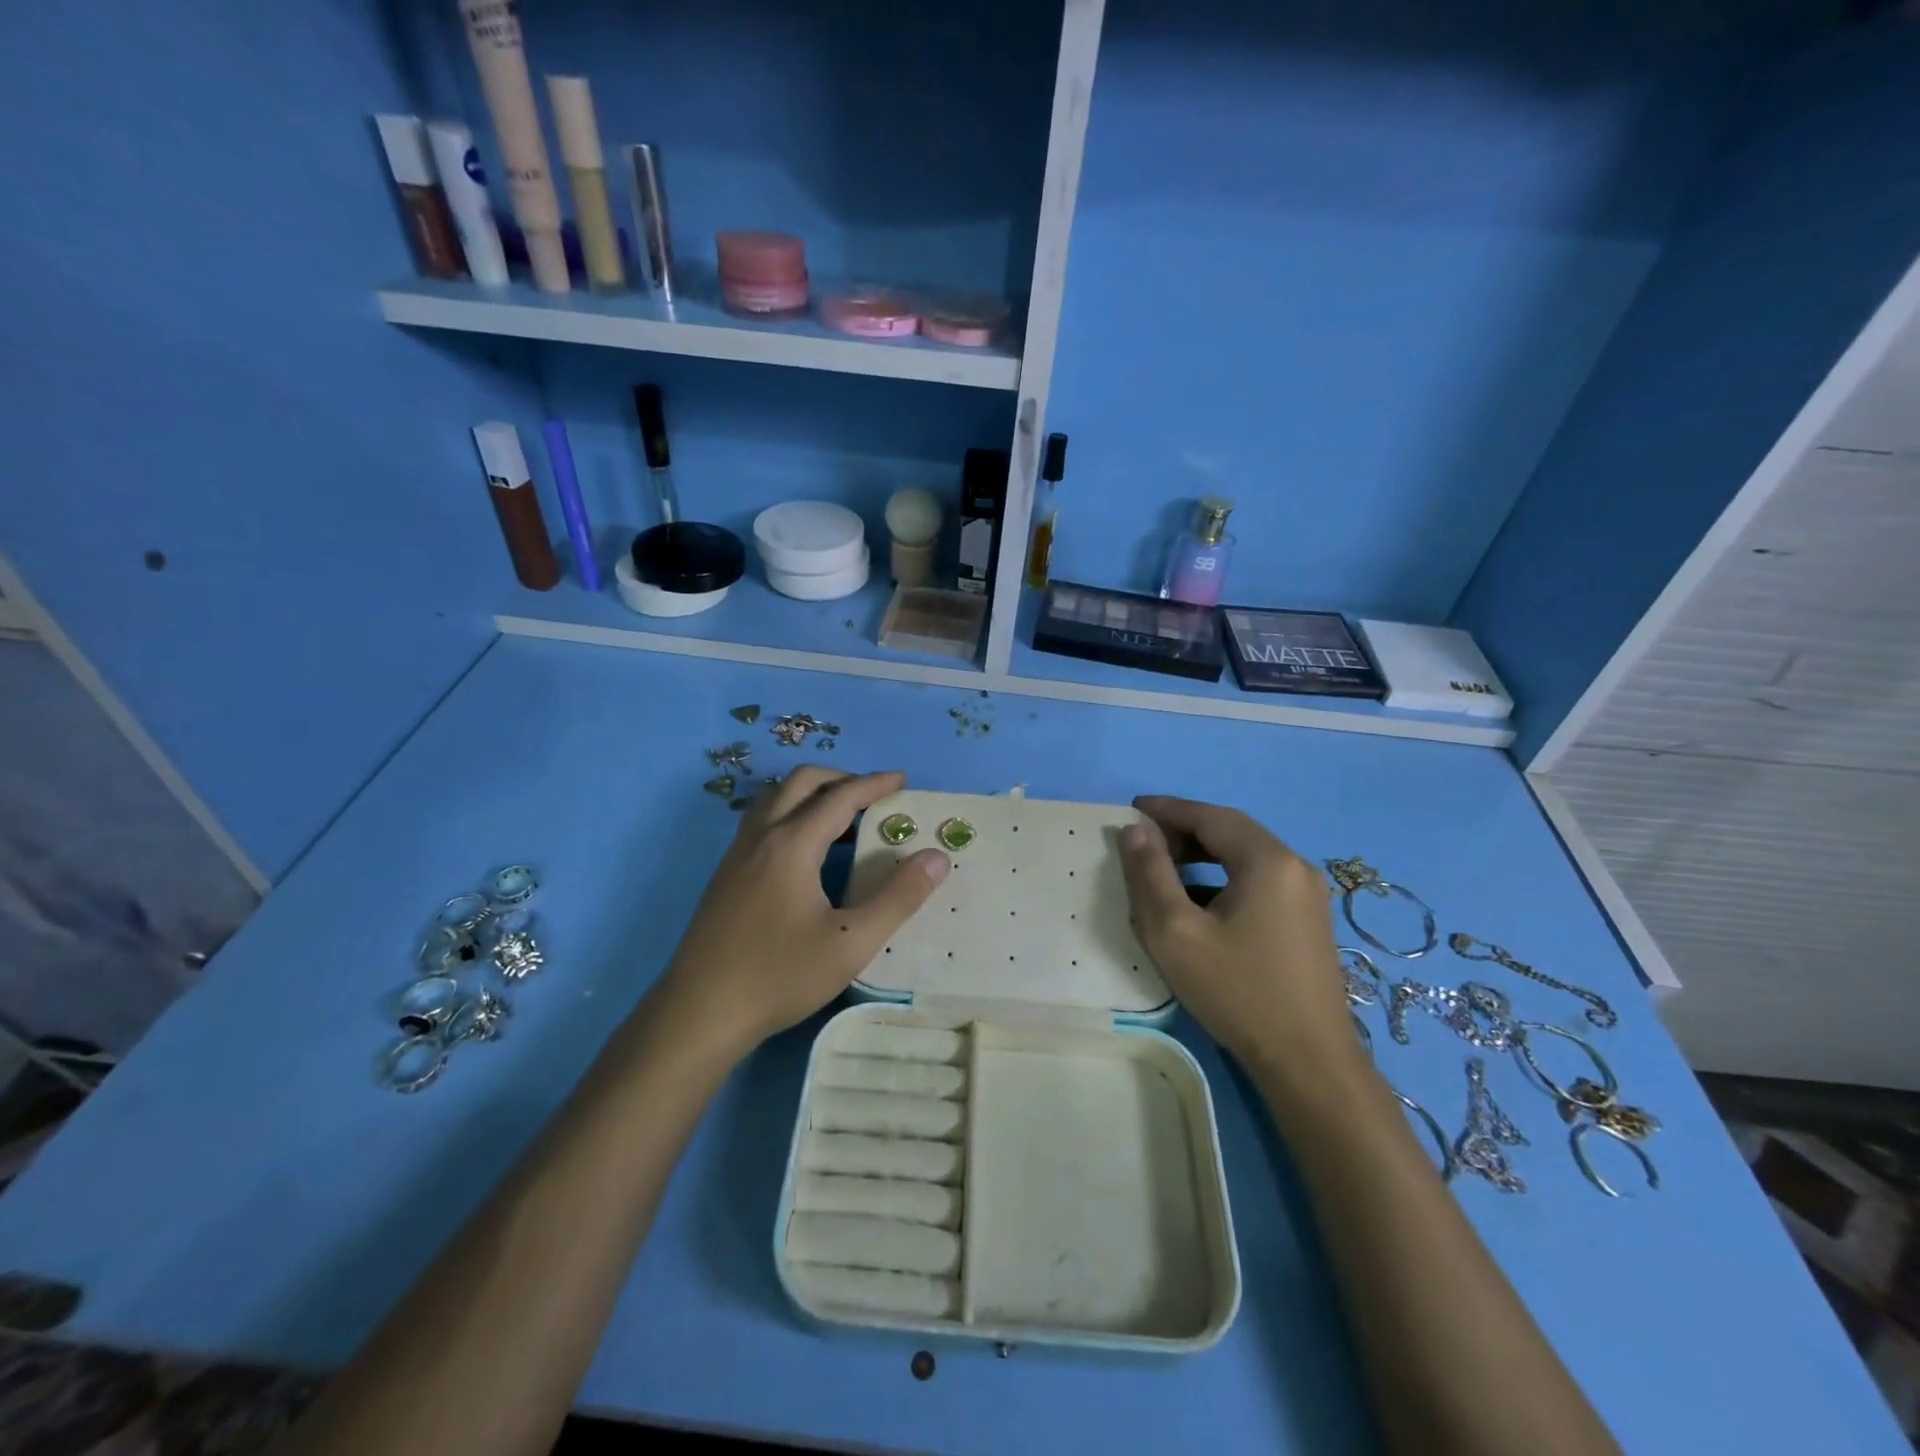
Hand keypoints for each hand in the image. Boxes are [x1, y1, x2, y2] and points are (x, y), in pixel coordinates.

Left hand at [657, 768, 949, 1056]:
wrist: (700, 1013)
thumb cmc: (780, 976)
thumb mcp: (852, 942)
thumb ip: (898, 897)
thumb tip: (936, 857)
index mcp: (792, 844)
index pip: (840, 796)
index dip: (875, 784)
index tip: (903, 780)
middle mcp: (761, 836)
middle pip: (801, 782)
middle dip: (841, 779)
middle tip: (873, 798)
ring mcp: (737, 854)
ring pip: (775, 798)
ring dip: (811, 794)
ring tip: (843, 821)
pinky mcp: (725, 874)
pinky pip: (761, 821)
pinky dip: (791, 814)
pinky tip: (806, 853)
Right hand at [1118, 796, 1355, 1078]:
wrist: (1308, 1062)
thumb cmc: (1237, 991)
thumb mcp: (1176, 931)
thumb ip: (1151, 874)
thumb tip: (1135, 830)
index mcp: (1268, 860)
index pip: (1210, 816)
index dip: (1168, 810)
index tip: (1132, 810)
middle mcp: (1295, 867)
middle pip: (1231, 832)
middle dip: (1184, 831)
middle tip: (1143, 843)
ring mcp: (1307, 895)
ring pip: (1246, 857)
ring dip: (1203, 855)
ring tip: (1164, 870)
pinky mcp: (1308, 921)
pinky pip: (1259, 881)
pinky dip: (1224, 878)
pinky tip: (1199, 904)